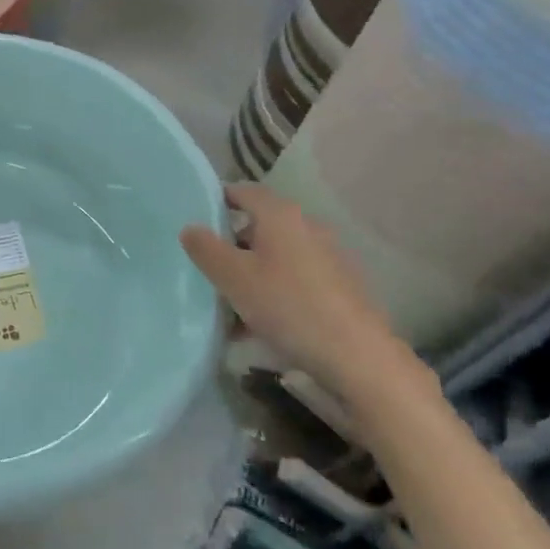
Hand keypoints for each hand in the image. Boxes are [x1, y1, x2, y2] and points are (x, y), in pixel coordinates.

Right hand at [180, 184, 422, 404]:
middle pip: (260, 227)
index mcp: (281, 216)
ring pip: (277, 258)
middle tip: (206, 267)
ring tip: (228, 304)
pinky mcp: (340, 288)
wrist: (359, 357)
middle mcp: (308, 228)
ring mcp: (328, 258)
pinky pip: (295, 282)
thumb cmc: (289, 306)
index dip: (218, 199)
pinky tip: (257, 326)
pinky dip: (273, 294)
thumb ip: (206, 249)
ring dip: (251, 275)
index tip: (195, 217)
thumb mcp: (234, 278)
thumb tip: (190, 228)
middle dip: (231, 245)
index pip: (243, 191)